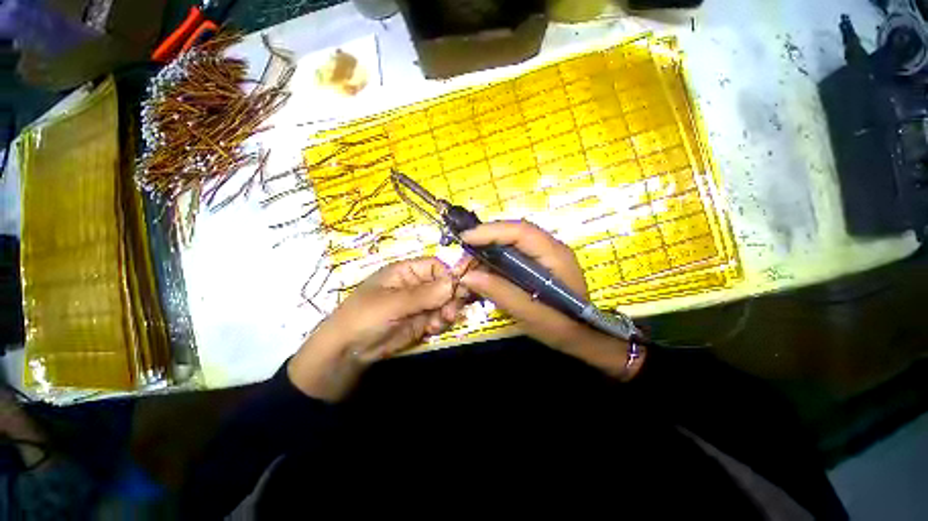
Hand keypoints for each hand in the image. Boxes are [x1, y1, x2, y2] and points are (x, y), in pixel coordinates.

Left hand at [288, 258, 464, 400]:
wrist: (346, 353)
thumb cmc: (365, 318)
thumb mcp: (394, 303)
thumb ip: (425, 294)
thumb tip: (454, 281)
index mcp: (406, 271)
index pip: (436, 266)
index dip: (449, 275)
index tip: (459, 289)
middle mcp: (416, 284)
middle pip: (444, 284)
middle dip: (451, 297)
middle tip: (451, 312)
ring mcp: (419, 304)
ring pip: (445, 302)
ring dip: (447, 312)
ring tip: (438, 323)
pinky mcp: (421, 321)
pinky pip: (439, 317)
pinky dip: (440, 323)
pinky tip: (432, 329)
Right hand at [457, 220, 641, 379]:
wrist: (583, 336)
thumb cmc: (563, 327)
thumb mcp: (532, 314)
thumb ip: (502, 293)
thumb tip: (468, 277)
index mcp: (554, 255)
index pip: (520, 231)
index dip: (491, 231)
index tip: (465, 239)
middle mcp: (548, 248)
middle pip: (512, 234)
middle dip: (484, 242)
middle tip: (463, 260)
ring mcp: (541, 255)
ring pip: (508, 244)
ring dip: (485, 253)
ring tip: (467, 269)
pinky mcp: (534, 264)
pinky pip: (509, 256)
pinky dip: (491, 263)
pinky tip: (480, 274)